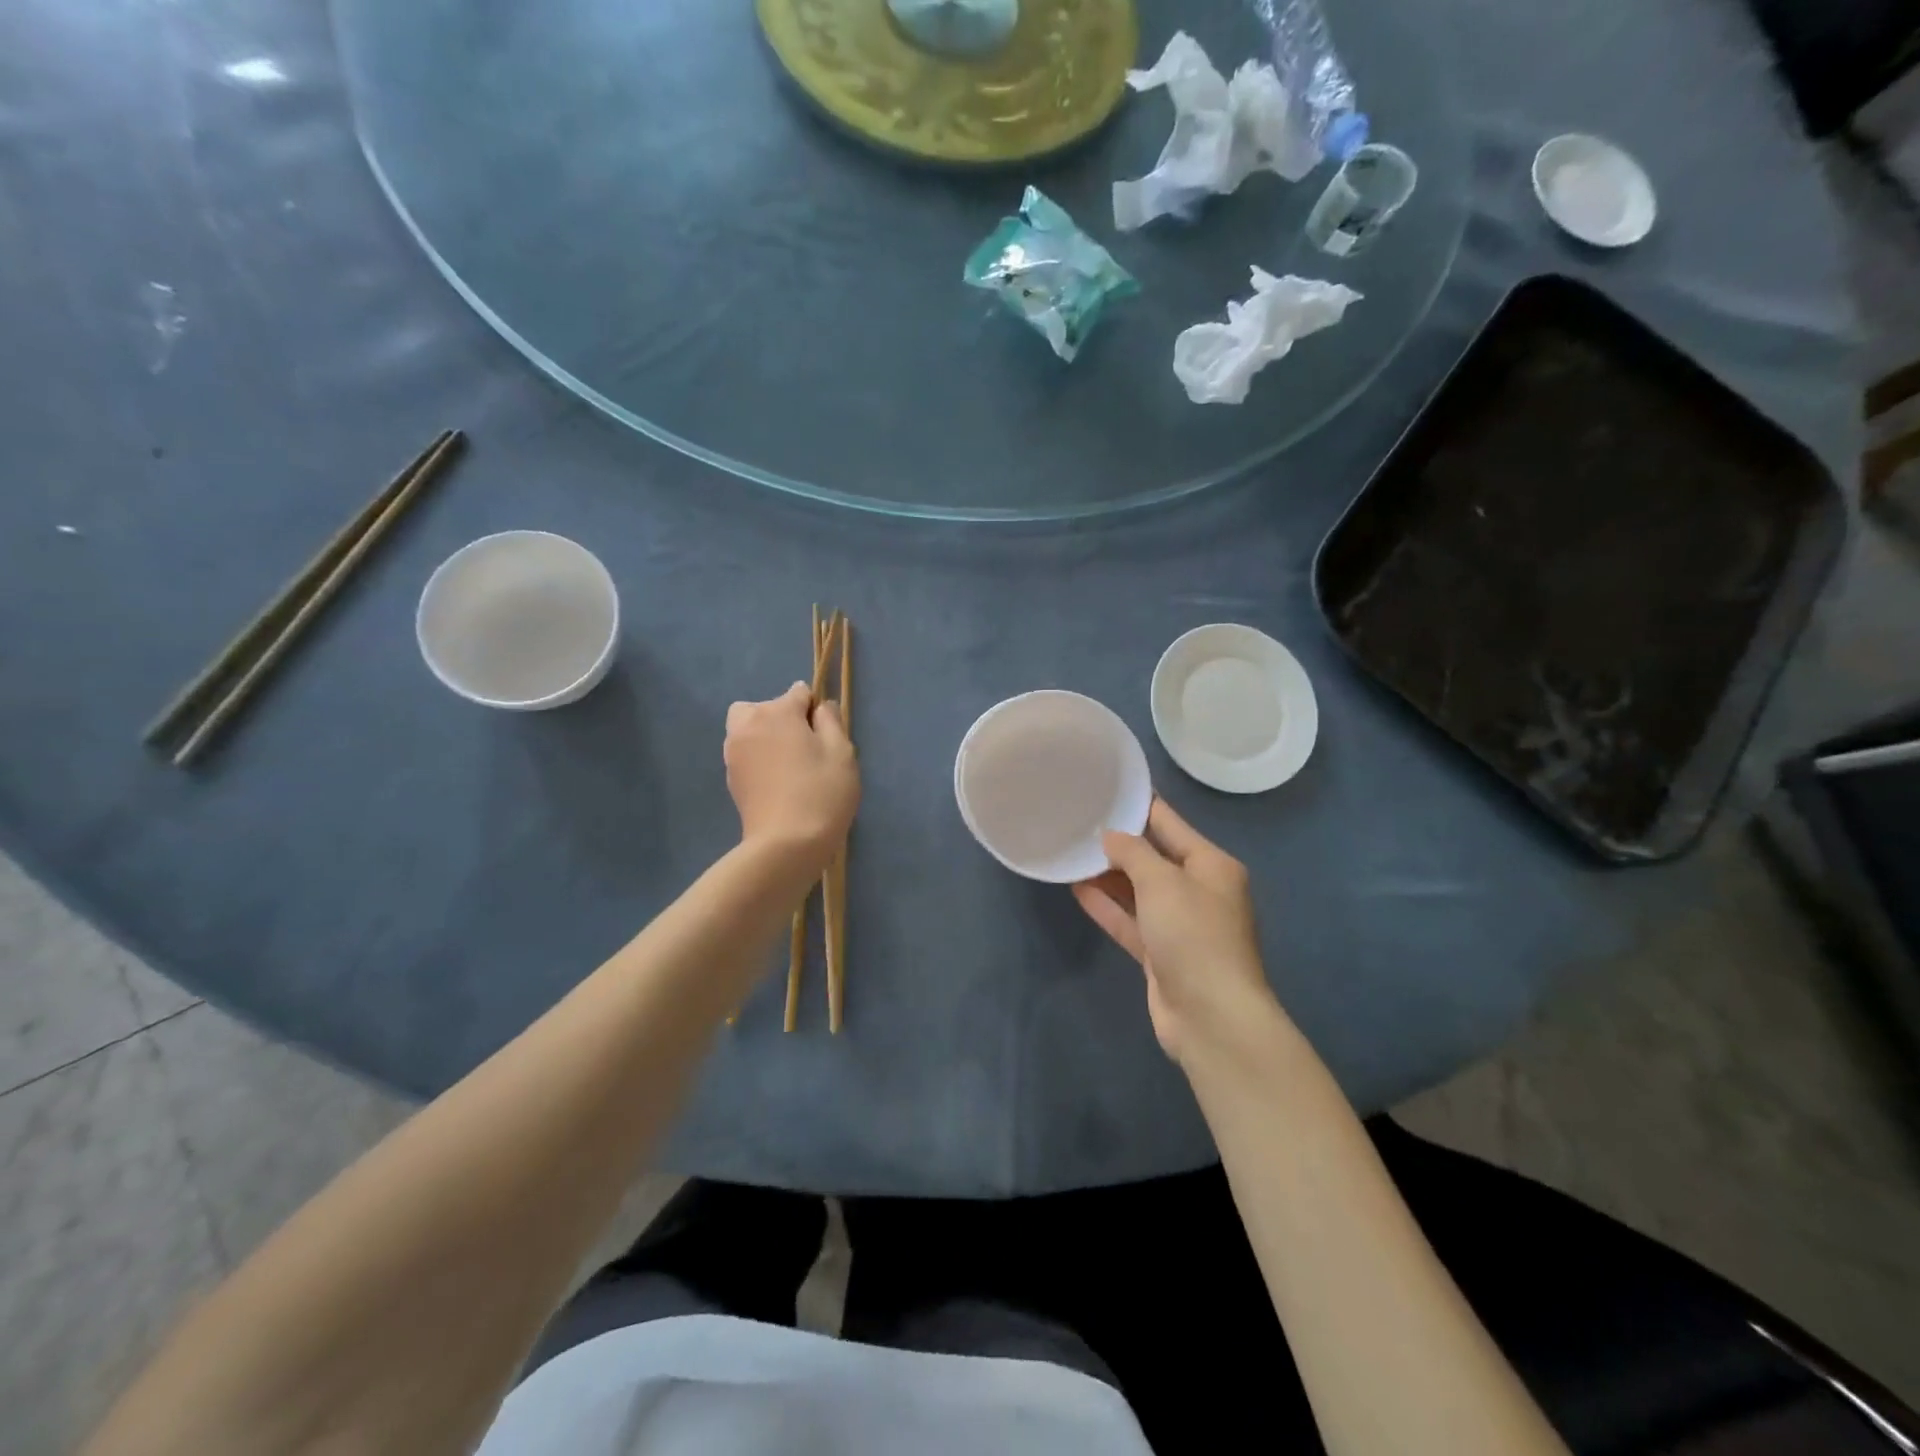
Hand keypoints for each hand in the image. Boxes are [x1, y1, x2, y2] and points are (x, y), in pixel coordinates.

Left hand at [724, 683, 859, 872]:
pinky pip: (745, 753)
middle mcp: (749, 724)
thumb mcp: (841, 752)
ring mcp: (734, 752)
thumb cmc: (822, 793)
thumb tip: (820, 707)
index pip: (798, 693)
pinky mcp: (730, 777)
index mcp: (777, 712)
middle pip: (764, 707)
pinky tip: (777, 782)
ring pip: (748, 728)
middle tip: (804, 748)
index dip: (815, 710)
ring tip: (789, 765)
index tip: (826, 736)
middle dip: (782, 718)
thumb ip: (831, 721)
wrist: (786, 844)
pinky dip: (758, 758)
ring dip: (766, 736)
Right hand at [1073, 798, 1282, 1067]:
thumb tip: (1110, 835)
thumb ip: (1132, 852)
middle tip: (1078, 822)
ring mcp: (1180, 925)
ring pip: (1138, 891)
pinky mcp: (1161, 954)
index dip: (1139, 806)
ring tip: (1071, 852)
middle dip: (1119, 843)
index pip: (1170, 824)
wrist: (1212, 1017)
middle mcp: (1199, 891)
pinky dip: (1108, 906)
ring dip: (1108, 875)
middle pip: (1153, 858)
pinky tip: (1077, 889)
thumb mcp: (1162, 881)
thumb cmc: (1193, 935)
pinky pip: (1130, 921)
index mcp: (1212, 865)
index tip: (1106, 789)